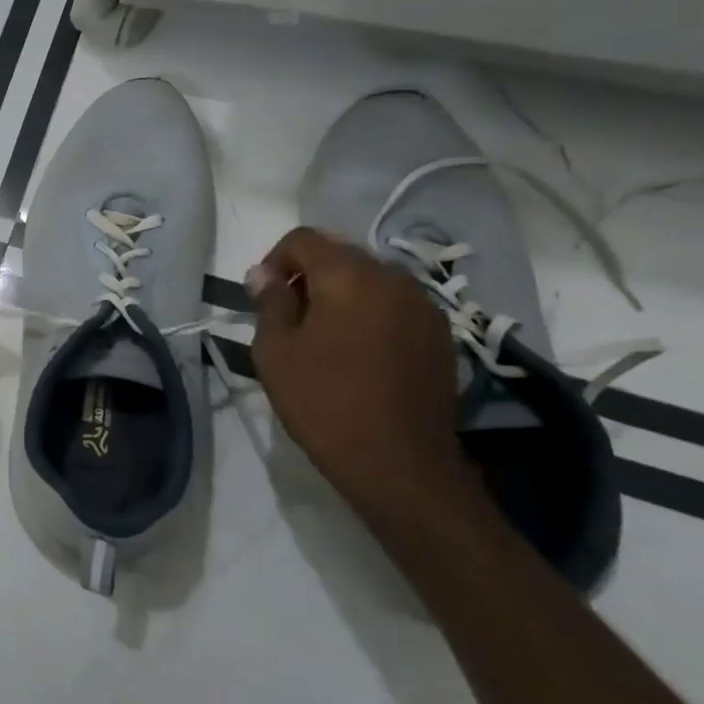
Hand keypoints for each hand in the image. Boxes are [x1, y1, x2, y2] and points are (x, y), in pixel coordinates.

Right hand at [249, 227, 478, 520]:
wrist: (400, 464)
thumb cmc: (325, 403)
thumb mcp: (276, 352)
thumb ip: (269, 303)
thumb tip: (262, 274)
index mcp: (348, 276)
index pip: (303, 239)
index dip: (275, 261)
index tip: (264, 298)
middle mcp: (393, 278)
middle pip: (340, 255)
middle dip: (309, 277)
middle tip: (291, 319)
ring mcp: (424, 306)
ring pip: (371, 279)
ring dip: (342, 295)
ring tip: (325, 338)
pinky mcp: (441, 334)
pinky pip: (395, 305)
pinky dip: (371, 314)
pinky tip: (360, 354)